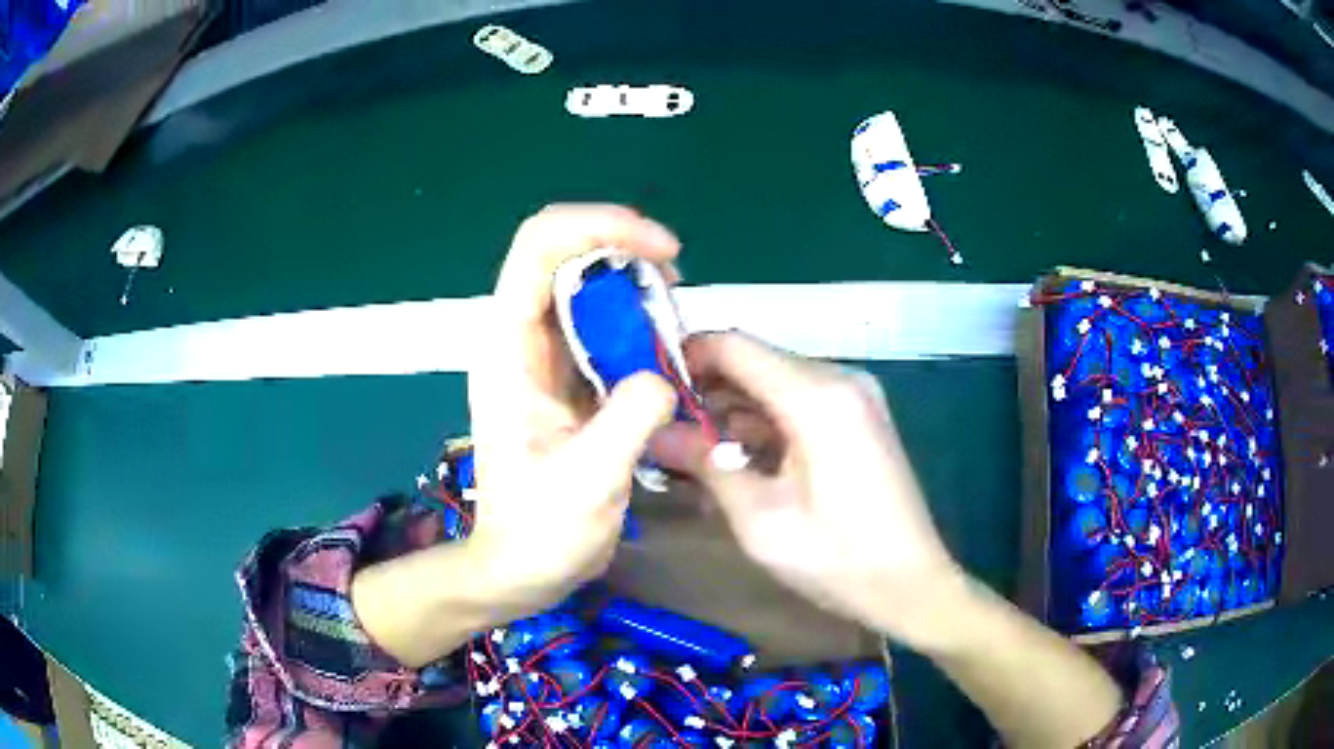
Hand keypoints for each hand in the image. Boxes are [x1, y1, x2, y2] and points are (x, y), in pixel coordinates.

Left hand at [466, 204, 681, 621]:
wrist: (520, 566)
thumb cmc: (540, 533)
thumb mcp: (587, 483)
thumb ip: (627, 421)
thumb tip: (662, 378)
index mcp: (509, 349)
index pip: (540, 247)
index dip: (602, 227)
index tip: (663, 253)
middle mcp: (519, 338)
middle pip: (564, 251)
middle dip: (624, 249)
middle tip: (676, 285)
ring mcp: (540, 356)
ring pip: (583, 284)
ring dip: (633, 285)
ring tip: (676, 317)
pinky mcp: (563, 376)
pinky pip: (600, 323)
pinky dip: (637, 320)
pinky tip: (665, 349)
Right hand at [651, 332, 968, 649]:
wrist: (911, 584)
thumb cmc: (836, 558)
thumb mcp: (760, 518)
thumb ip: (706, 464)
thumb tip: (654, 433)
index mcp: (816, 396)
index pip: (733, 345)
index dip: (685, 357)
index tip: (647, 388)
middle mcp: (838, 379)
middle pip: (754, 363)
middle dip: (705, 393)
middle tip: (663, 433)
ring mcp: (854, 396)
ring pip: (774, 384)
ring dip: (733, 413)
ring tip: (691, 454)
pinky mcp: (858, 417)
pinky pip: (798, 404)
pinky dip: (764, 425)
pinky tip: (737, 462)